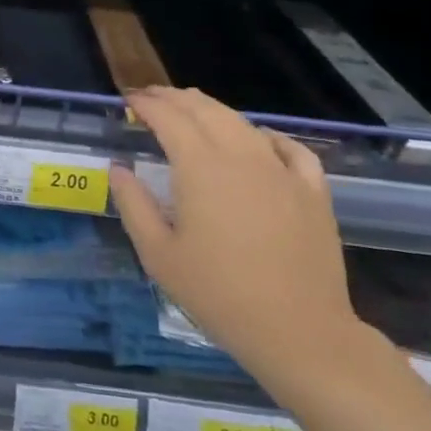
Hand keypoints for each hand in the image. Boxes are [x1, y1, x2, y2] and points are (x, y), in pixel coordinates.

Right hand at [109, 87, 365, 384]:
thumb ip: (134, 204)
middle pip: (205, 111)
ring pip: (243, 124)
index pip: (169, 118)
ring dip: (213, 109)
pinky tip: (260, 138)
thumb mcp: (158, 254)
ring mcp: (282, 172)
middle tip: (153, 97)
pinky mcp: (313, 192)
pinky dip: (268, 135)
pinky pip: (291, 149)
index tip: (129, 100)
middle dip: (175, 98)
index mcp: (200, 168)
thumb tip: (118, 169)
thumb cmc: (218, 294)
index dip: (147, 104)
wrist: (299, 332)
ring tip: (193, 107)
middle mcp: (241, 157)